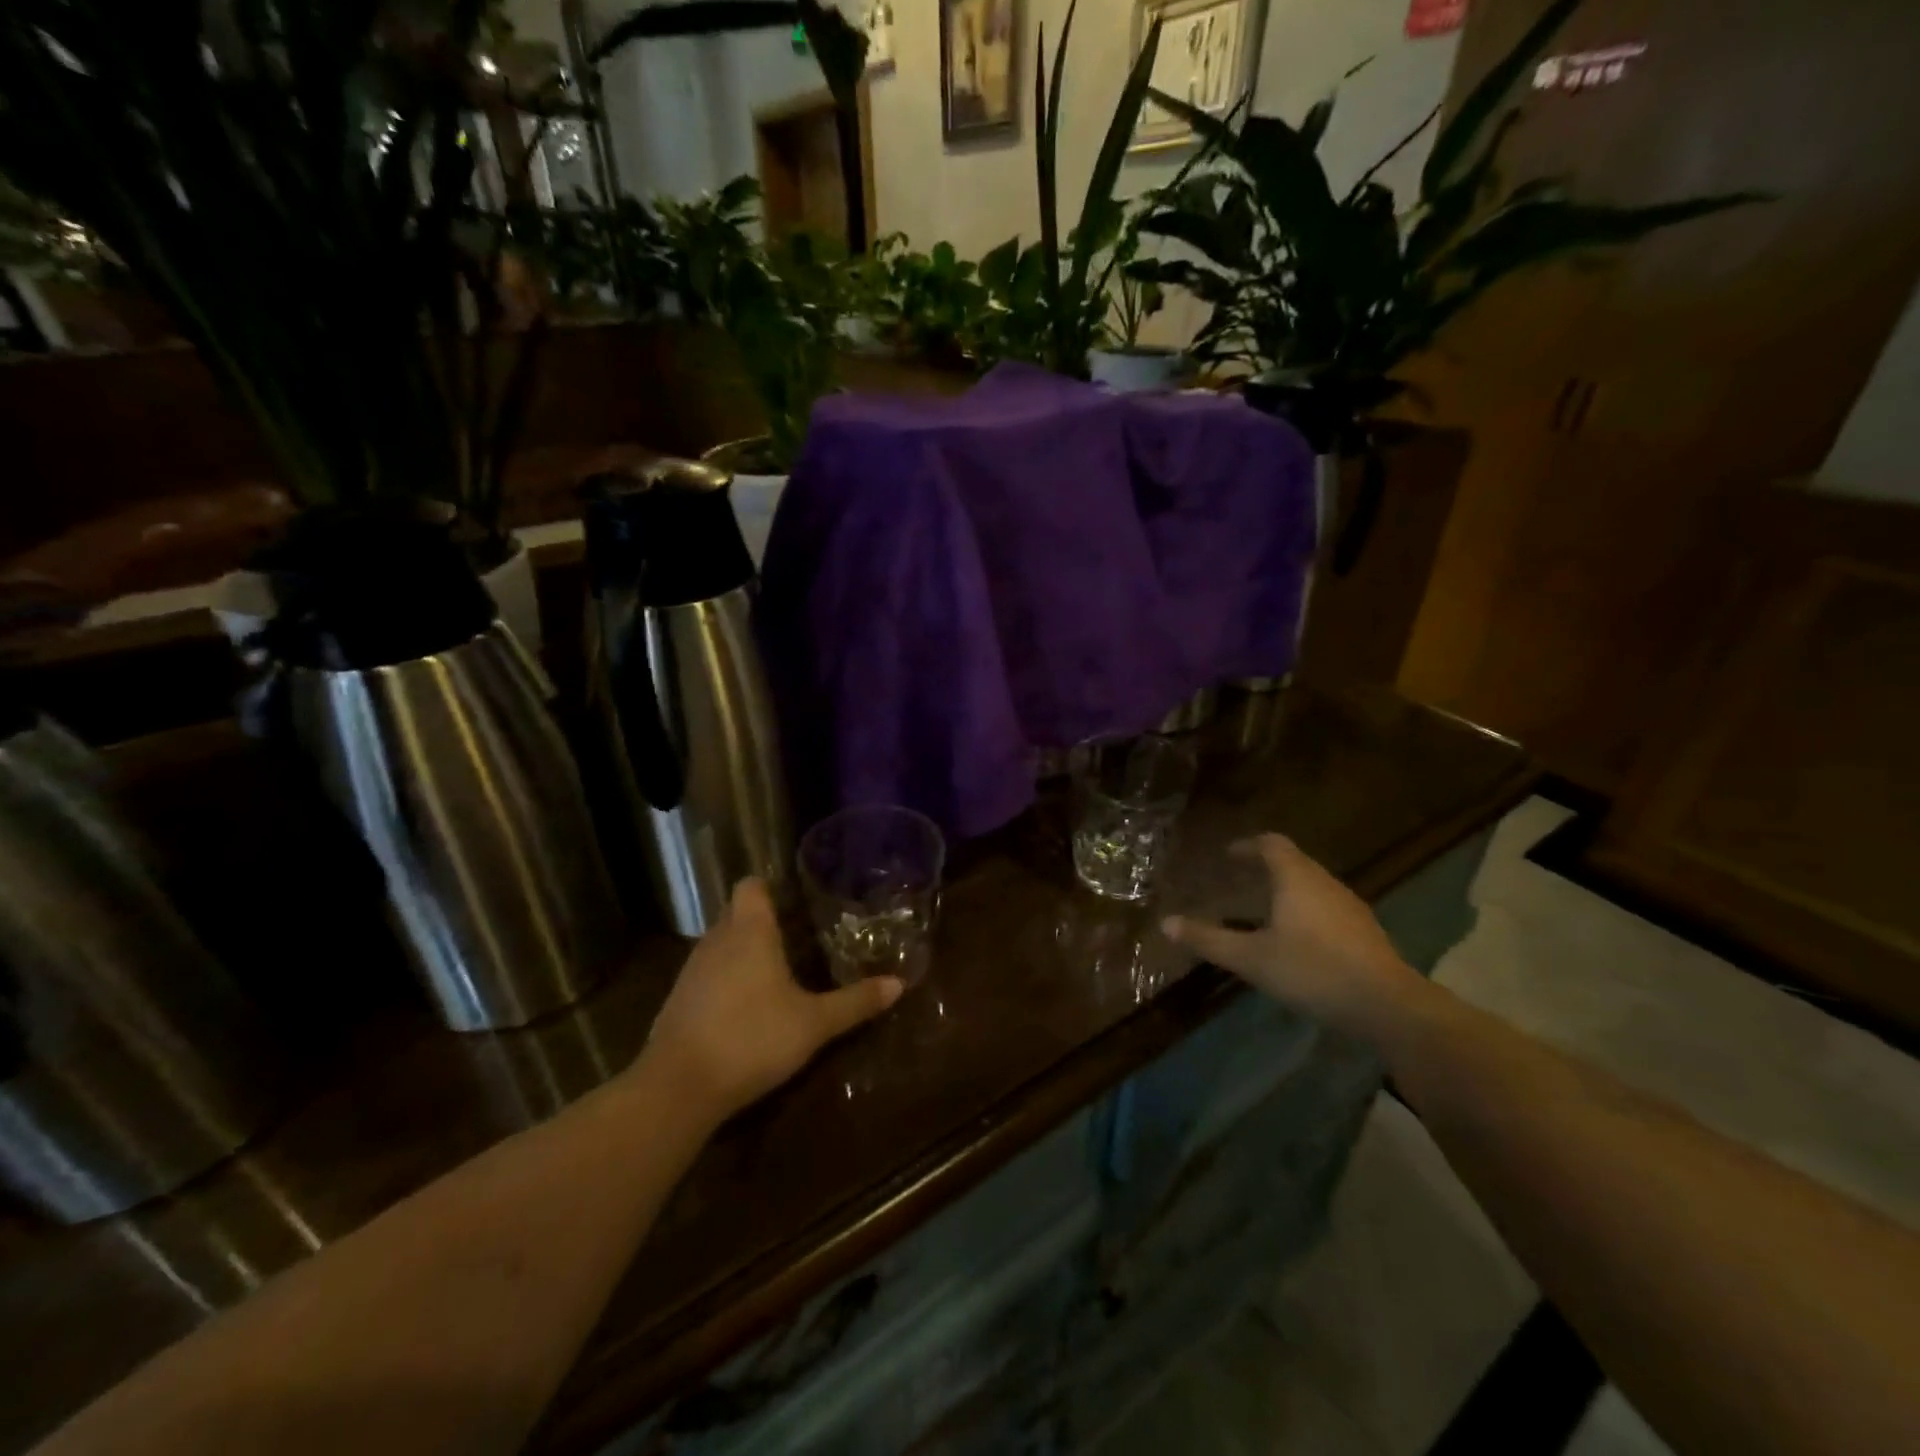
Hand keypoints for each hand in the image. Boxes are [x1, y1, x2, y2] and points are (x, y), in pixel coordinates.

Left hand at [640, 879, 901, 1122]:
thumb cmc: (753, 1038)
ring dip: (743, 953)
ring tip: (776, 973)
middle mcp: (717, 940)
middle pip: (737, 914)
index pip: (751, 885)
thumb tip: (899, 984)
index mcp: (749, 931)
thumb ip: (855, 1002)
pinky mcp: (677, 1001)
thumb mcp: (814, 1023)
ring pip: (721, 945)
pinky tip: (745, 1008)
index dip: (771, 887)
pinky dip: (725, 981)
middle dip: (763, 922)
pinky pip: (706, 975)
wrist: (678, 1088)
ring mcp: (692, 970)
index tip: (796, 901)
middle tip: (799, 938)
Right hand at [1161, 834, 1427, 1040]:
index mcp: (1296, 878)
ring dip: (1287, 889)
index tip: (1229, 855)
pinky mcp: (1366, 932)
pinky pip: (1327, 907)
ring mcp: (1350, 907)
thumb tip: (1165, 923)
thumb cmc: (1312, 971)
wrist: (1387, 1006)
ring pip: (1313, 885)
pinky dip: (1306, 910)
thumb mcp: (1251, 958)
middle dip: (1266, 867)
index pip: (1271, 844)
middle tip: (1241, 879)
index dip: (1248, 846)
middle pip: (1294, 862)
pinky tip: (1298, 939)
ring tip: (1265, 909)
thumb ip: (1208, 940)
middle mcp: (1325, 883)